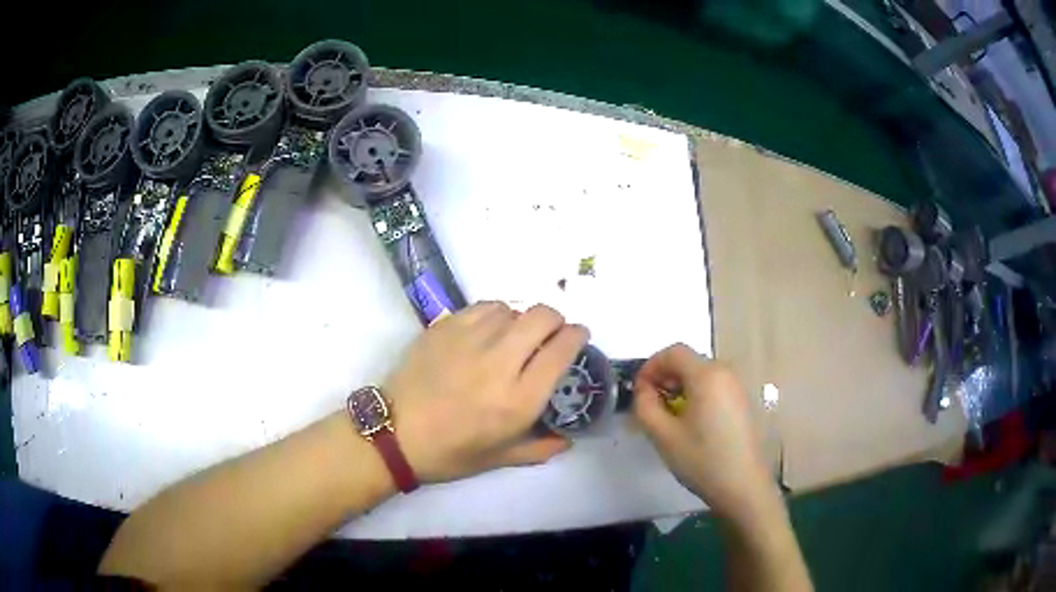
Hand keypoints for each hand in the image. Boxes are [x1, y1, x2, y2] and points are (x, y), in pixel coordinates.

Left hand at [385, 302, 588, 482]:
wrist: (395, 434)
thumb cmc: (450, 453)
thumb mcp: (499, 459)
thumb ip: (540, 448)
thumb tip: (568, 440)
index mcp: (519, 399)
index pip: (561, 350)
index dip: (577, 335)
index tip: (578, 335)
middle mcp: (500, 362)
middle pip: (543, 317)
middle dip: (555, 320)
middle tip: (550, 333)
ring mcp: (470, 340)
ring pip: (512, 308)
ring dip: (522, 319)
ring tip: (514, 336)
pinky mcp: (445, 328)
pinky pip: (483, 307)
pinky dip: (495, 314)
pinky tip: (487, 330)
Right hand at [633, 344, 777, 523]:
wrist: (742, 486)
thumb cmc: (702, 460)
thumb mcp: (663, 435)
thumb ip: (645, 405)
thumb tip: (643, 389)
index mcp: (707, 375)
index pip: (673, 352)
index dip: (650, 366)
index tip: (638, 391)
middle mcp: (725, 372)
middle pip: (688, 361)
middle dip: (664, 377)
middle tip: (650, 405)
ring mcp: (737, 387)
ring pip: (701, 374)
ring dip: (679, 387)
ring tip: (668, 416)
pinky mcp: (742, 401)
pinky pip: (714, 386)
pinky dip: (696, 394)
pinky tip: (690, 423)